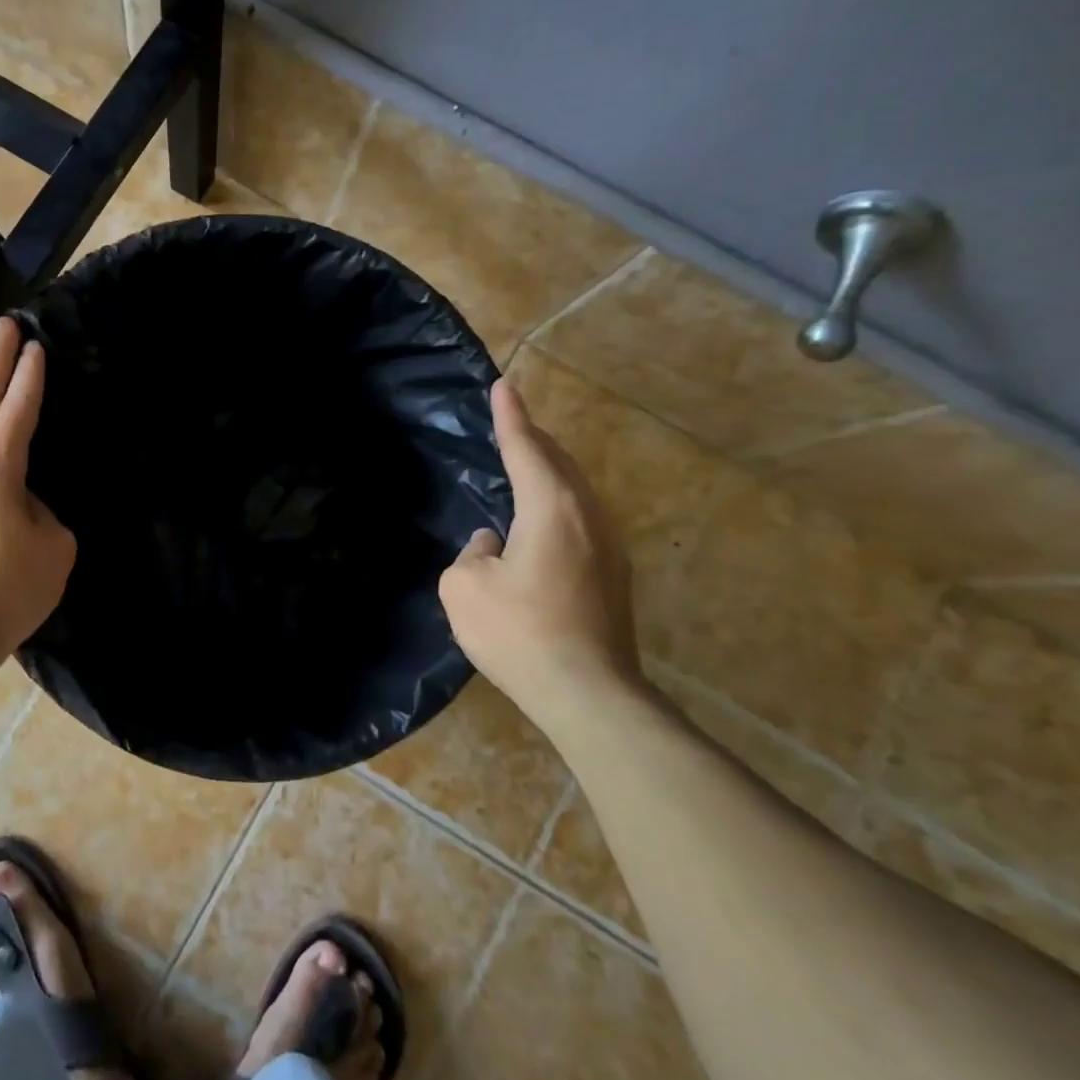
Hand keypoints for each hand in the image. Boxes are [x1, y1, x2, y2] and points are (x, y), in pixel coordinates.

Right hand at [438, 378, 641, 726]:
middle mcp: (588, 516)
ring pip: (576, 492)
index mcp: (551, 507)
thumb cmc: (518, 632)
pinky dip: (558, 506)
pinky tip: (541, 525)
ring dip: (549, 474)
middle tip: (512, 423)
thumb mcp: (464, 588)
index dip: (510, 416)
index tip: (504, 385)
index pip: (525, 448)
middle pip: (559, 463)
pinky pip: (581, 520)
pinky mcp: (614, 577)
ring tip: (526, 467)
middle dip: (534, 440)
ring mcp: (609, 548)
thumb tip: (494, 545)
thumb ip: (473, 552)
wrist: (588, 694)